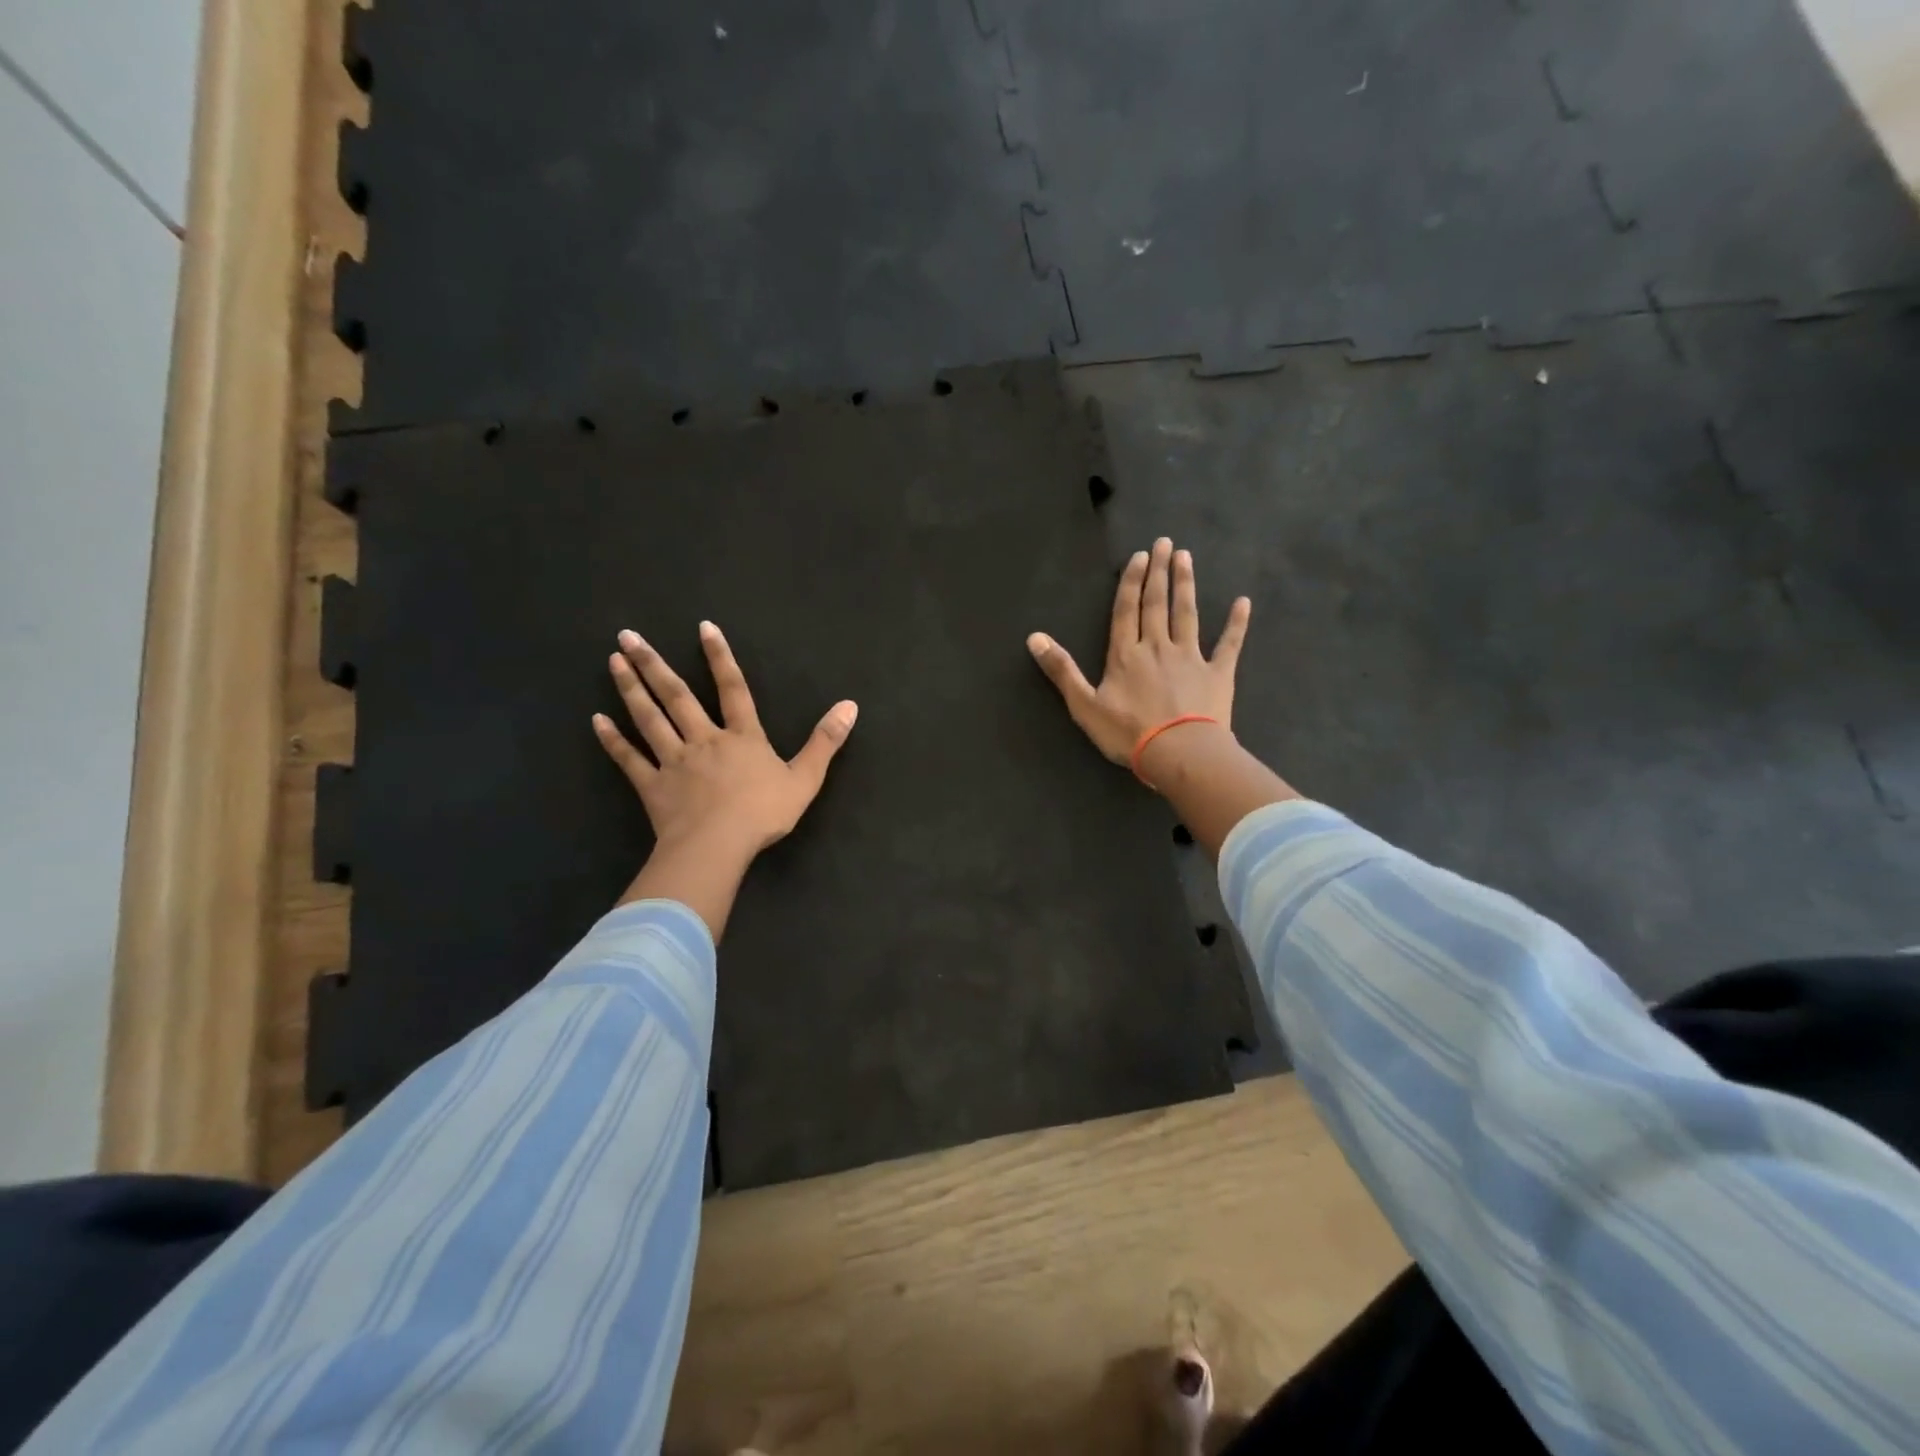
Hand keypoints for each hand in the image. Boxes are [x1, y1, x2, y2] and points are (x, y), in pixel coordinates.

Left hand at [593, 622, 856, 932]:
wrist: (718, 846)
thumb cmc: (764, 813)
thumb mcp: (806, 778)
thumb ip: (825, 741)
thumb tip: (850, 706)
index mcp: (742, 737)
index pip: (733, 689)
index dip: (720, 658)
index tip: (703, 628)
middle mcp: (704, 740)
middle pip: (677, 696)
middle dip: (654, 664)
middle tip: (628, 635)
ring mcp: (674, 761)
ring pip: (650, 719)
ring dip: (631, 689)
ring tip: (614, 661)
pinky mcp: (652, 786)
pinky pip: (630, 759)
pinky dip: (613, 740)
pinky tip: (597, 720)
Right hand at [1027, 537, 1249, 767]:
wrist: (1180, 753)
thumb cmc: (1128, 733)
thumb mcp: (1084, 706)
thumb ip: (1061, 670)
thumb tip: (1034, 638)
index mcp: (1126, 655)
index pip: (1126, 610)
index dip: (1132, 582)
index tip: (1140, 556)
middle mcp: (1157, 647)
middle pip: (1156, 604)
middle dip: (1159, 572)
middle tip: (1165, 543)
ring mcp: (1190, 658)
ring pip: (1187, 614)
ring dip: (1185, 585)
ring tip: (1186, 558)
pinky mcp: (1218, 674)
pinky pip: (1229, 644)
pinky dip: (1236, 624)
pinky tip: (1243, 603)